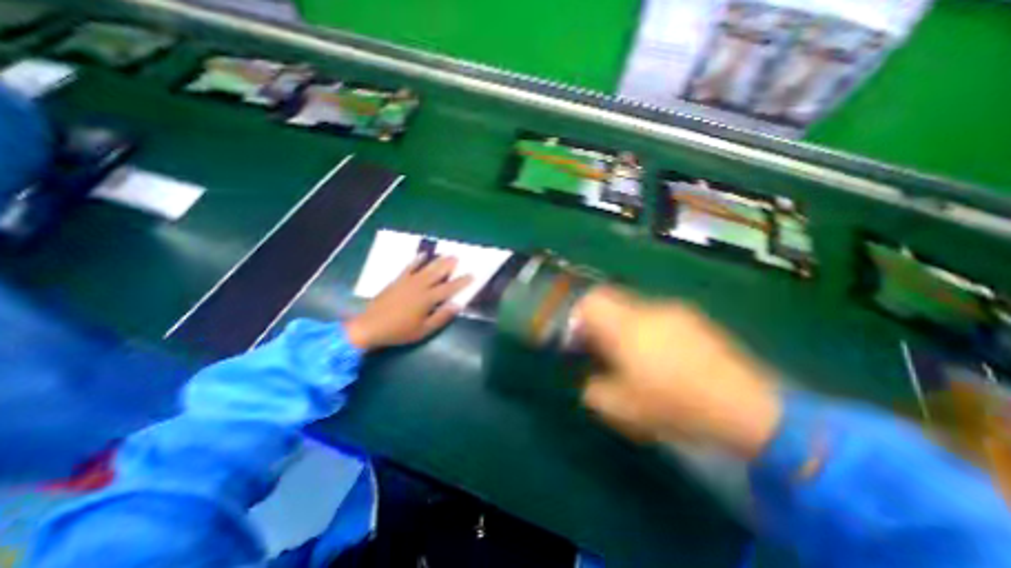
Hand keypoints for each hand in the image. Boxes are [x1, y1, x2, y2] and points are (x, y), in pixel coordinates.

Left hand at [345, 255, 470, 350]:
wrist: (370, 326)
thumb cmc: (399, 331)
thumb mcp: (424, 330)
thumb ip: (441, 317)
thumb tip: (457, 305)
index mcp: (427, 299)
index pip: (449, 288)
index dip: (461, 282)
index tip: (472, 275)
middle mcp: (419, 286)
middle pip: (438, 273)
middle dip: (449, 265)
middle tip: (459, 257)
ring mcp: (407, 281)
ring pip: (426, 268)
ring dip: (437, 260)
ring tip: (446, 254)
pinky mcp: (397, 280)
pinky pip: (409, 267)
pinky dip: (416, 260)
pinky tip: (422, 255)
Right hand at [576, 287, 780, 458]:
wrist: (747, 408)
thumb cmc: (675, 404)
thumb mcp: (623, 408)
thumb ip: (594, 392)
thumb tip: (591, 383)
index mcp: (625, 326)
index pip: (591, 300)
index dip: (578, 317)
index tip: (581, 341)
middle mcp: (647, 310)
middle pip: (611, 300)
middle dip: (600, 322)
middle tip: (604, 350)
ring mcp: (674, 312)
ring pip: (634, 309)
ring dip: (625, 327)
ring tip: (636, 358)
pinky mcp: (695, 320)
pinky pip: (658, 317)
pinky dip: (649, 330)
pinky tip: (665, 358)